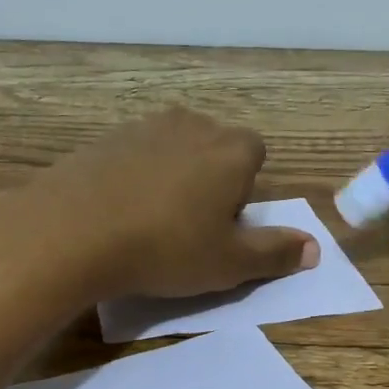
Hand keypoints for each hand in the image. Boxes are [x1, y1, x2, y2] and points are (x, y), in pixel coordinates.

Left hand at [0, 108, 318, 302]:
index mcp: (231, 150)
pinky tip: (117, 212)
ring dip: (171, 177)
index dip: (244, 191)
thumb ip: (275, 253)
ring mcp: (144, 127)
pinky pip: (133, 156)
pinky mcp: (104, 138)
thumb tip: (314, 249)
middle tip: (189, 227)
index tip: (223, 225)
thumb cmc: (166, 248)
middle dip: (210, 180)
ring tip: (151, 222)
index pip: (255, 156)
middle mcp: (192, 125)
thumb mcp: (229, 263)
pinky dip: (133, 177)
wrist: (74, 231)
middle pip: (214, 149)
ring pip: (173, 150)